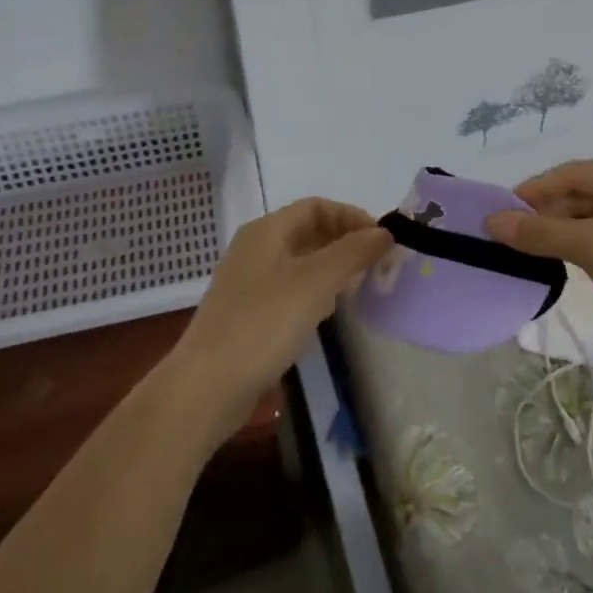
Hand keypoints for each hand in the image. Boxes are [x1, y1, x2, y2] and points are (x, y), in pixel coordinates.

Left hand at [172, 198, 391, 424]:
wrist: (207, 386)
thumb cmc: (264, 323)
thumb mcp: (316, 282)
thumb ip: (353, 252)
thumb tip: (384, 232)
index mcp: (266, 231)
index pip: (316, 207)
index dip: (351, 217)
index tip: (381, 239)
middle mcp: (255, 249)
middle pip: (307, 231)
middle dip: (344, 241)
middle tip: (377, 263)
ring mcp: (248, 282)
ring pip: (299, 261)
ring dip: (331, 266)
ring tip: (360, 285)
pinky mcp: (247, 313)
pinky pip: (289, 288)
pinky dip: (314, 291)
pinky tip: (328, 312)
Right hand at [485, 160, 592, 379]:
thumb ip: (540, 232)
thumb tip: (490, 221)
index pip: (574, 173)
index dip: (535, 190)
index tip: (499, 210)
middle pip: (582, 195)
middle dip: (546, 213)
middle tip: (506, 234)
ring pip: (591, 219)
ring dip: (559, 232)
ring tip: (524, 249)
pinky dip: (578, 246)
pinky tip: (555, 260)